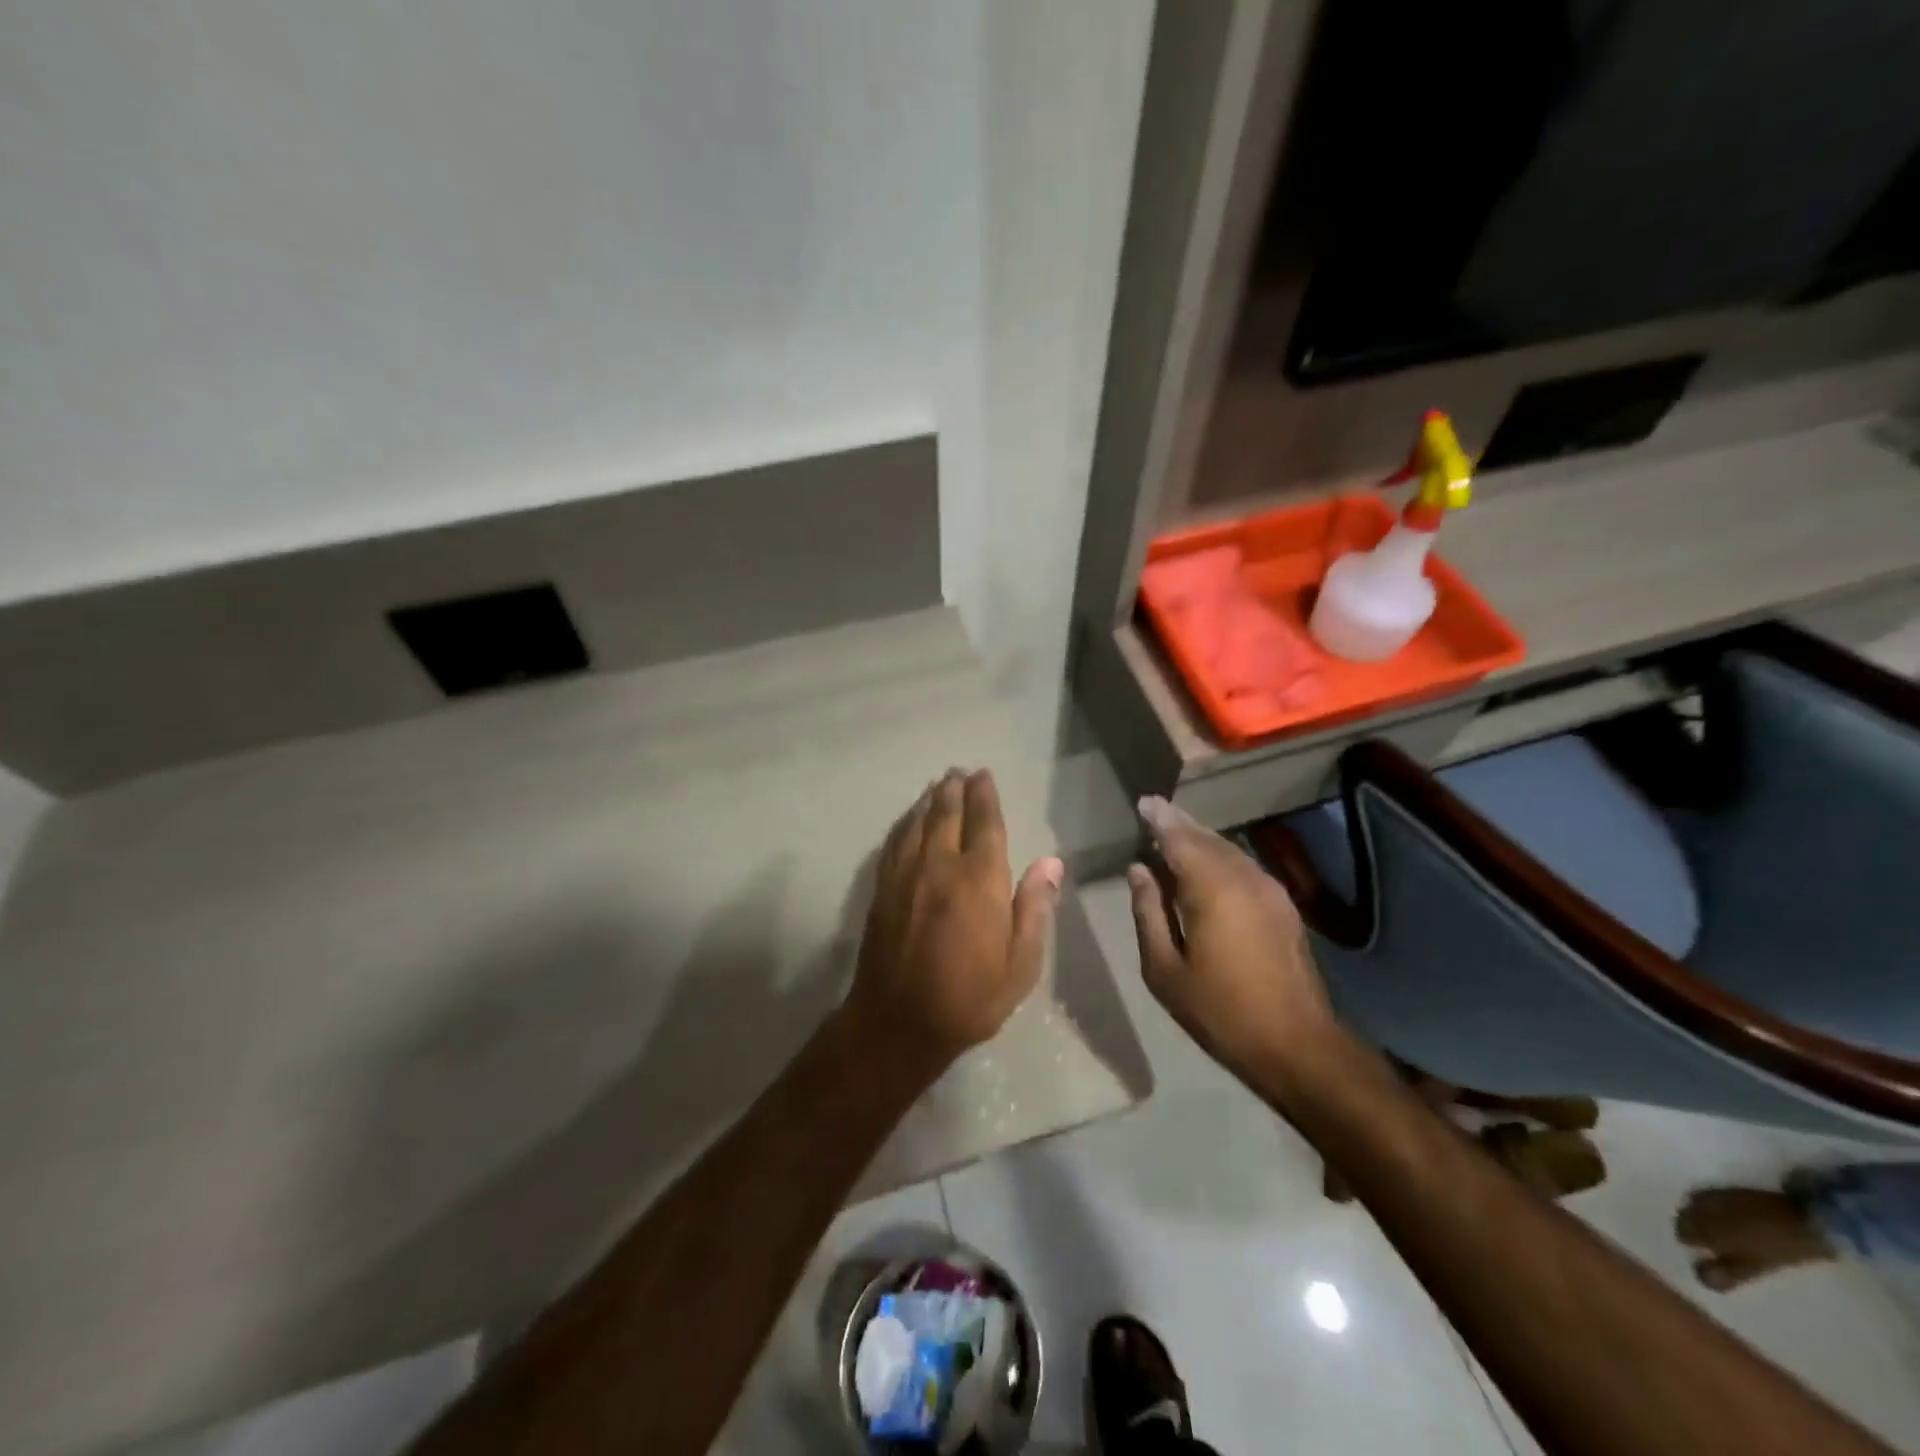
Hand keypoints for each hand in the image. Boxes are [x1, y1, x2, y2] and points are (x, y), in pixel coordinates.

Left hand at [847, 769, 1062, 1071]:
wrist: (898, 1023)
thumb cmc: (969, 998)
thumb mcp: (1020, 965)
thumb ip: (1034, 908)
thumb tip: (1051, 861)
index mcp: (979, 881)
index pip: (984, 824)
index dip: (985, 796)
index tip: (984, 775)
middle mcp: (940, 866)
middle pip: (947, 814)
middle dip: (955, 789)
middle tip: (959, 772)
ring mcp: (905, 875)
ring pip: (918, 823)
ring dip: (929, 800)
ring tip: (938, 785)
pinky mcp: (882, 889)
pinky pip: (895, 842)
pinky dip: (904, 823)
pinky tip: (908, 818)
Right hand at [1127, 795, 1338, 1088]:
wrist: (1297, 1045)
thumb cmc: (1220, 1011)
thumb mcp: (1164, 970)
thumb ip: (1148, 913)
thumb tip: (1139, 870)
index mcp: (1212, 889)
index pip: (1179, 839)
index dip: (1160, 819)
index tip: (1143, 803)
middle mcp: (1244, 878)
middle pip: (1206, 838)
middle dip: (1180, 823)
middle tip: (1156, 811)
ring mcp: (1270, 890)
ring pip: (1229, 850)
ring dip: (1201, 839)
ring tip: (1176, 834)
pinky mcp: (1284, 906)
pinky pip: (1244, 866)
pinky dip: (1221, 857)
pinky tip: (1207, 868)